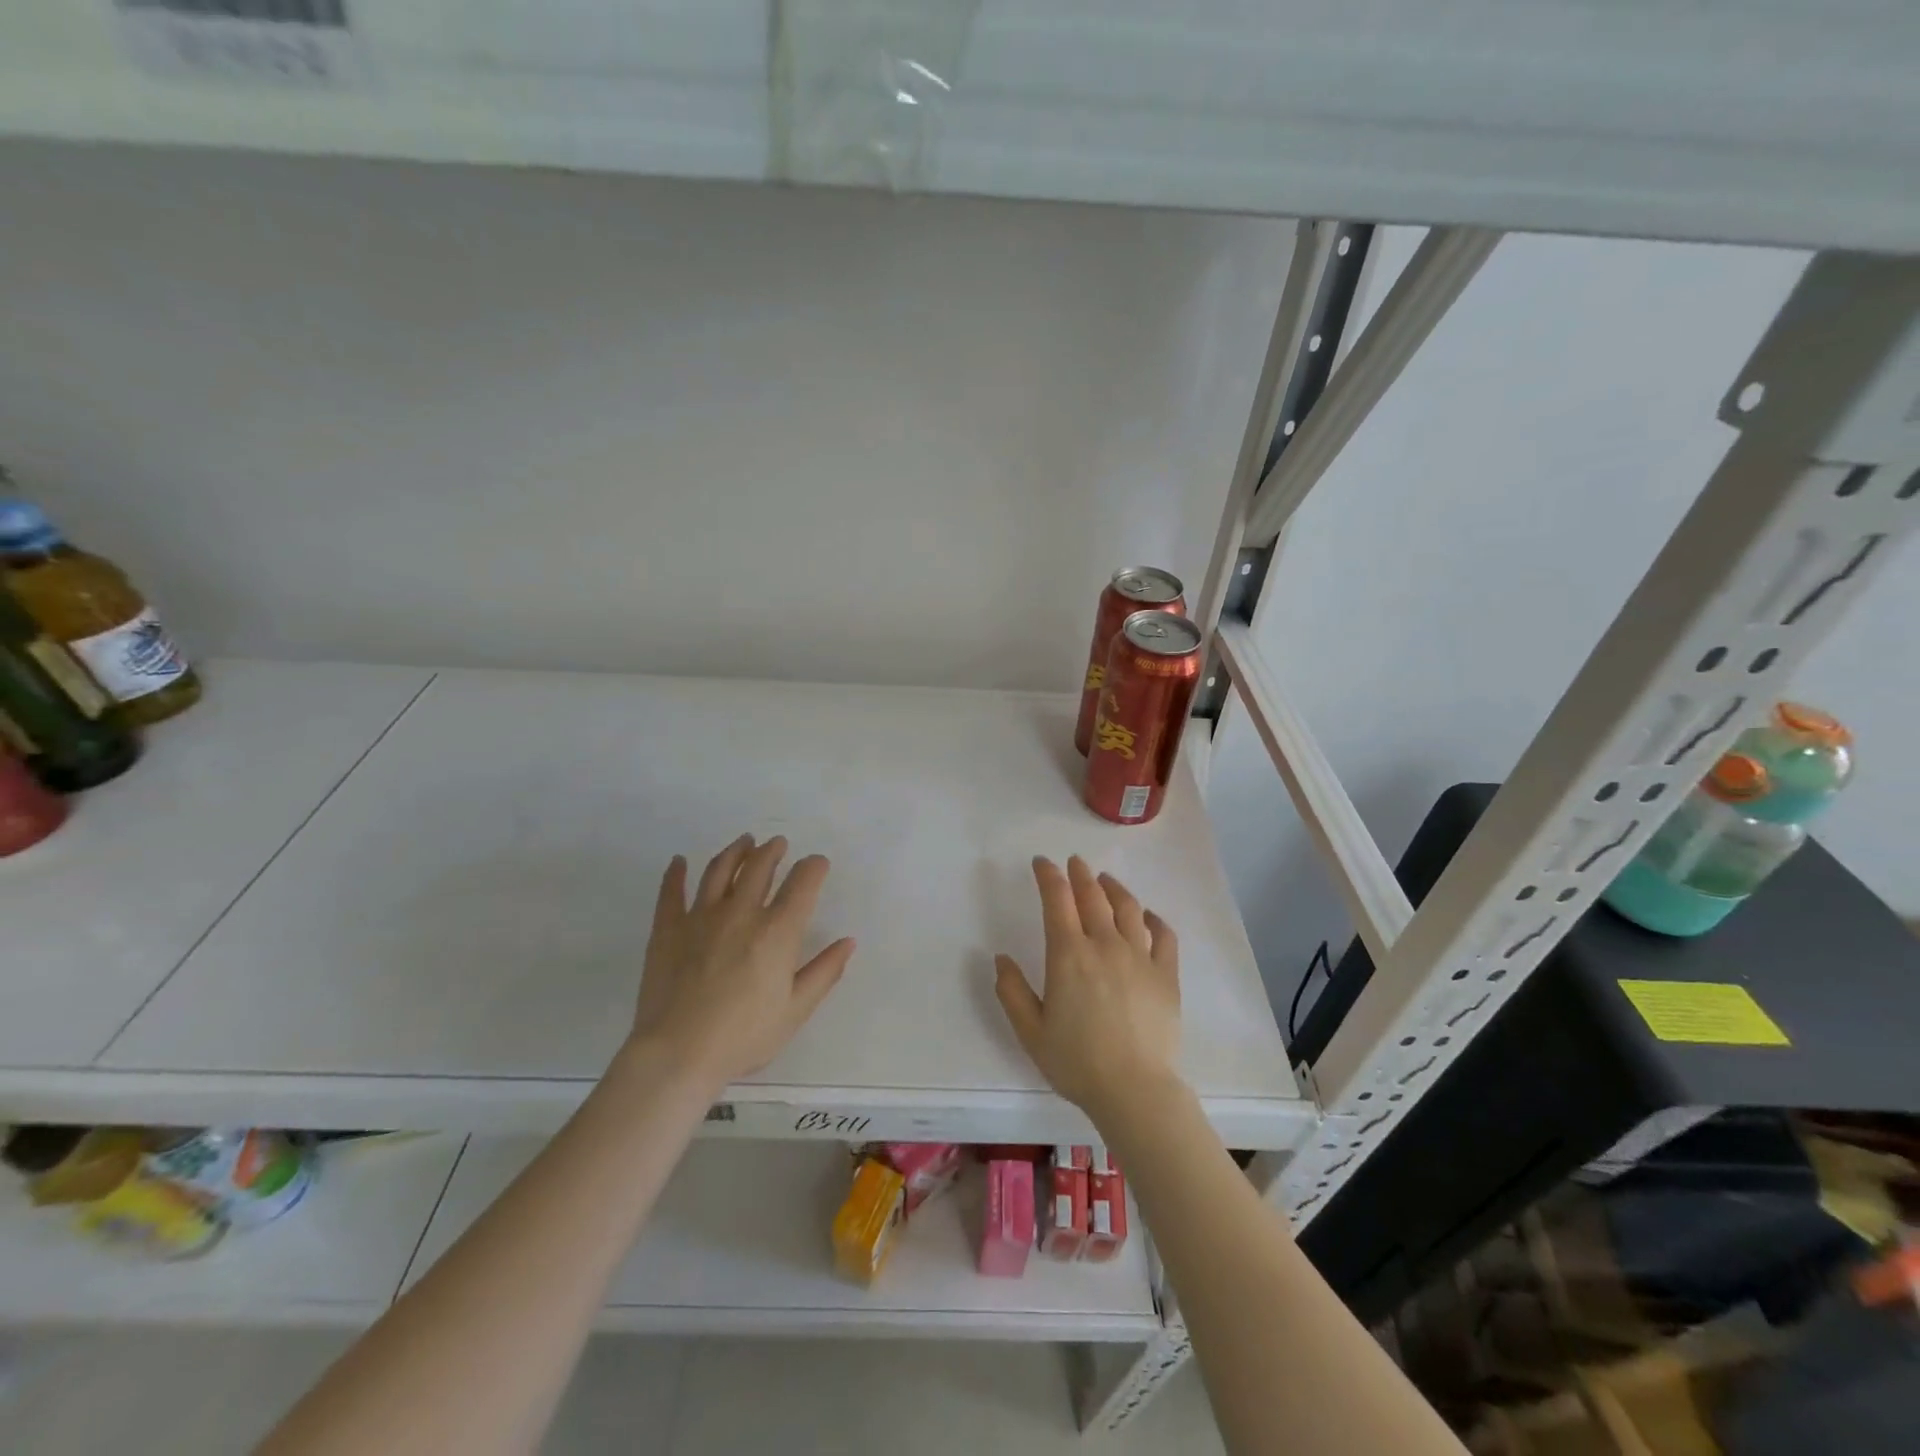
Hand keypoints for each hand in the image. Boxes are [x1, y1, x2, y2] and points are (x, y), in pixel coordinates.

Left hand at [630, 835, 854, 1088]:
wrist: (678, 1053)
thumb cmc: (744, 1035)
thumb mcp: (796, 1010)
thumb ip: (824, 972)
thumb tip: (848, 942)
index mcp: (778, 930)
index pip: (803, 882)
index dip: (814, 867)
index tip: (817, 864)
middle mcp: (742, 912)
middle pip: (759, 866)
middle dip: (773, 850)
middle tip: (778, 843)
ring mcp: (701, 916)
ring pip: (720, 870)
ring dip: (735, 851)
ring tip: (745, 841)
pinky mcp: (668, 928)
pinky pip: (671, 892)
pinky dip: (675, 873)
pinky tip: (678, 861)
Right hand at [994, 855, 1183, 1125]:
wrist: (1134, 1090)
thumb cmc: (1076, 1062)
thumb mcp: (1030, 1031)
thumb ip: (1012, 991)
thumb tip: (1001, 958)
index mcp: (1068, 955)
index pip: (1057, 900)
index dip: (1048, 876)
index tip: (1042, 863)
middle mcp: (1105, 945)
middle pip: (1093, 896)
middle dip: (1080, 874)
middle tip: (1074, 862)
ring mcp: (1140, 957)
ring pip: (1128, 908)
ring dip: (1114, 888)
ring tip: (1105, 881)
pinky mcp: (1166, 975)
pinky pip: (1163, 935)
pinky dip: (1153, 919)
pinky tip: (1147, 916)